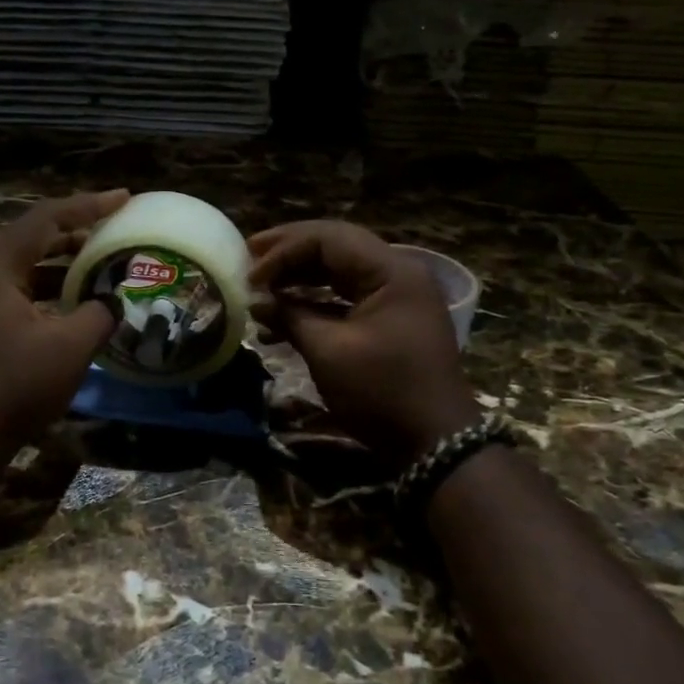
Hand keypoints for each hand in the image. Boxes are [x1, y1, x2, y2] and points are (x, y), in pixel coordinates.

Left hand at [0, 190, 128, 451]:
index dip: (89, 205)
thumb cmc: (12, 384)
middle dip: (78, 233)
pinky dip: (53, 292)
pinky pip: (23, 295)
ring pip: (29, 269)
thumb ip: (99, 314)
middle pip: (35, 239)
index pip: (47, 218)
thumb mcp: (69, 346)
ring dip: (66, 265)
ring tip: (104, 265)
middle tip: (117, 230)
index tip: (124, 198)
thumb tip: (113, 302)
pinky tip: (78, 307)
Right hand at [249, 220, 478, 468]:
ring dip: (298, 279)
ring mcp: (396, 298)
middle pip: (335, 247)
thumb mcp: (329, 352)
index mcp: (391, 271)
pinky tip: (280, 322)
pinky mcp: (390, 321)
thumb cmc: (382, 392)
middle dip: (289, 254)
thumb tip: (256, 300)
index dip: (283, 251)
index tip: (249, 275)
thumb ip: (290, 316)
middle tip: (248, 258)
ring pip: (338, 272)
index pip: (328, 239)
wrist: (435, 444)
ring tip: (259, 290)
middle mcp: (397, 273)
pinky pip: (346, 299)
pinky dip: (314, 305)